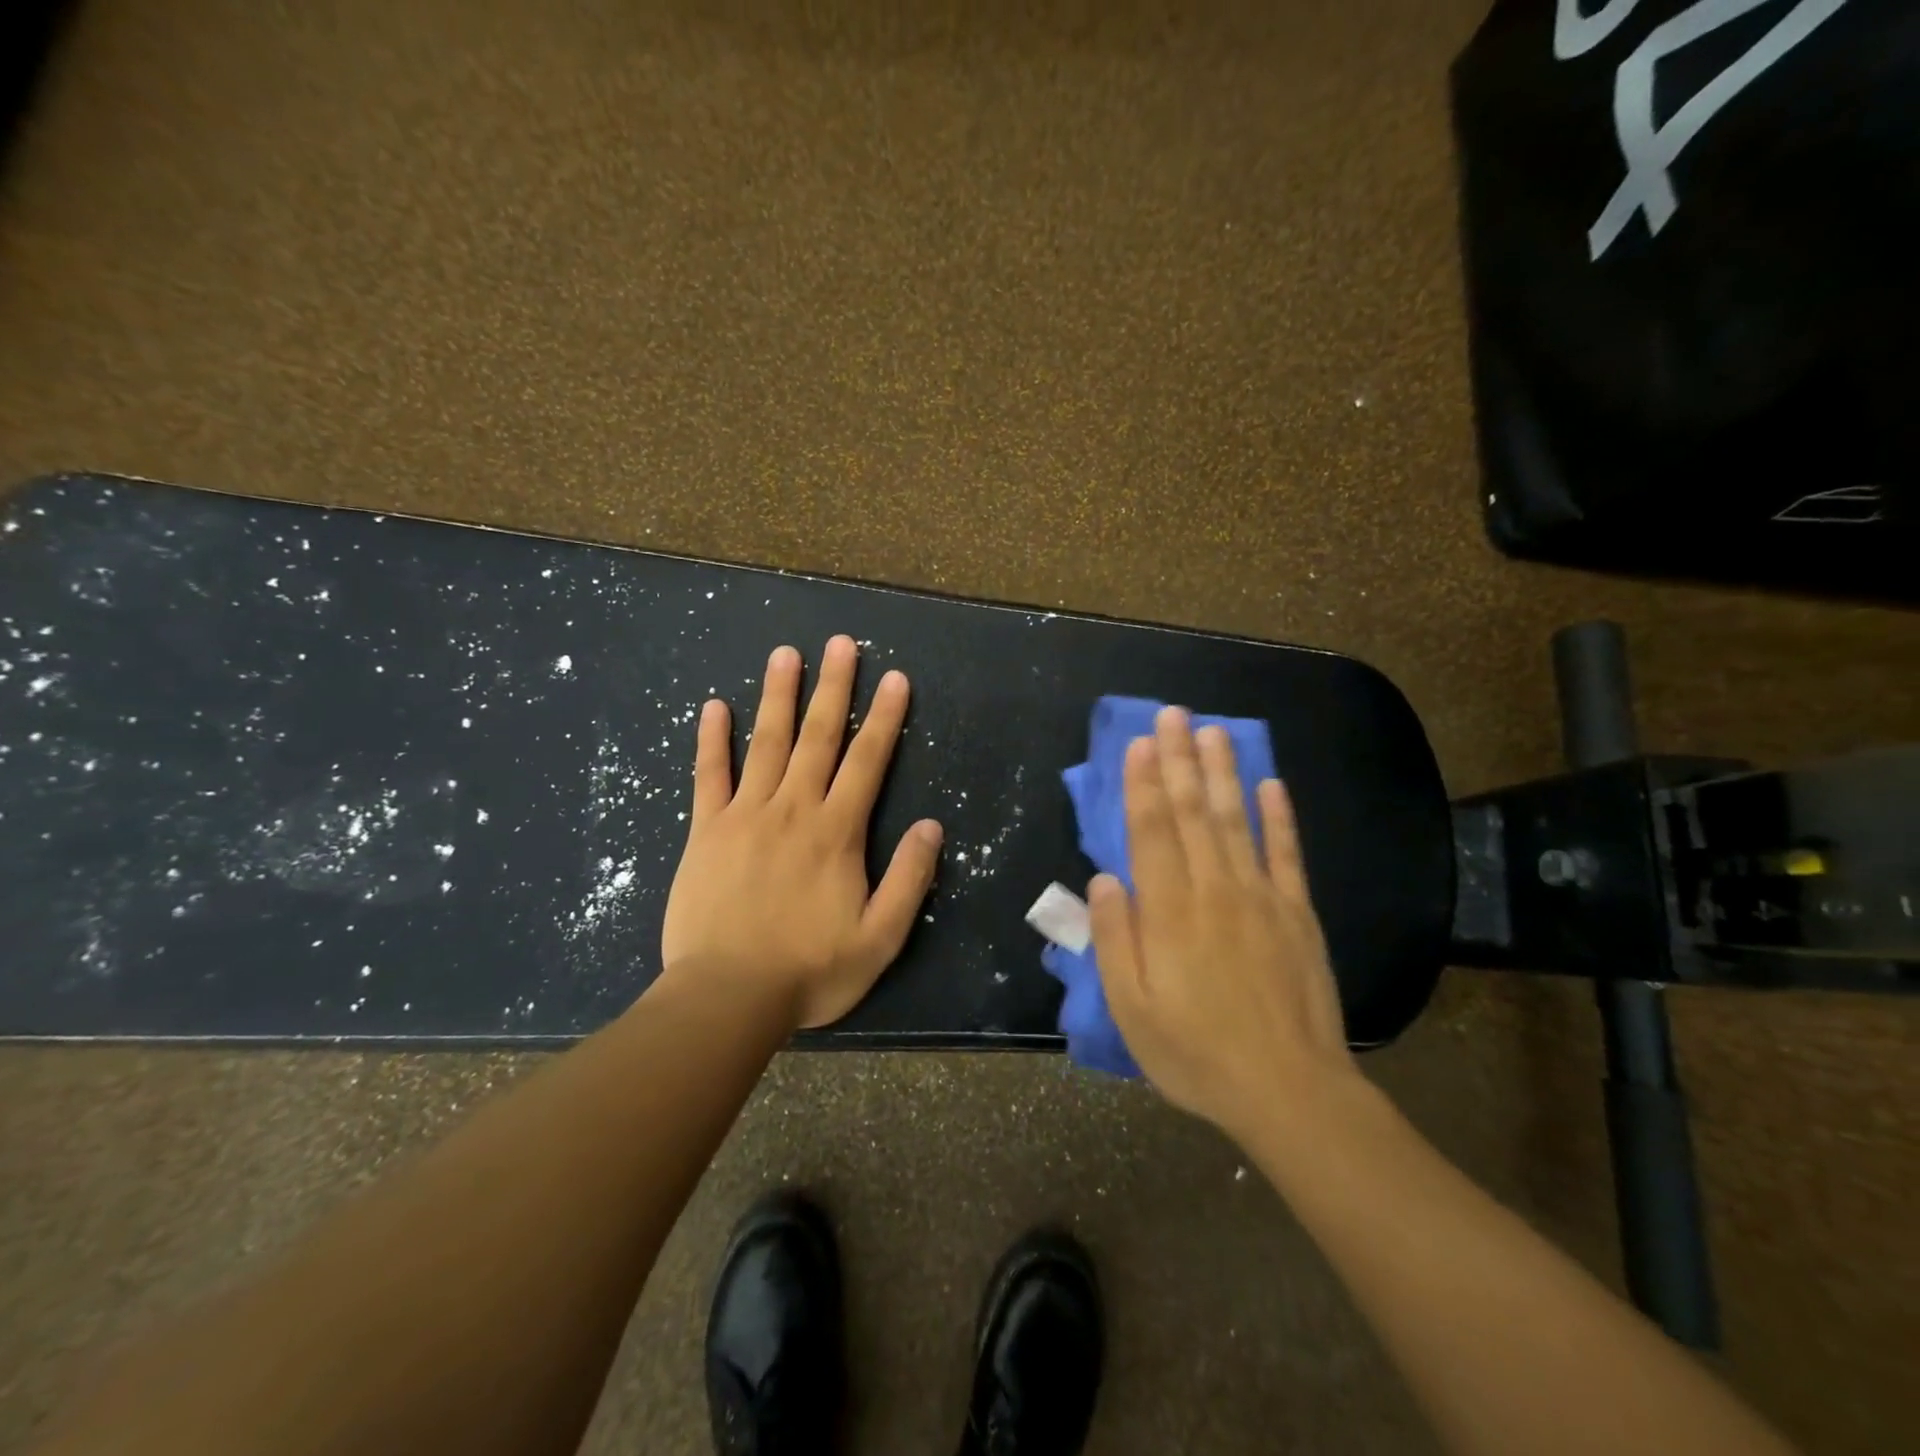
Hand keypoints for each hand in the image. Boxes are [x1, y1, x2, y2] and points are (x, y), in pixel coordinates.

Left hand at [660, 635, 943, 1028]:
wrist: (727, 998)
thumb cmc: (810, 970)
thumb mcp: (881, 938)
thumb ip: (910, 879)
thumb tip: (932, 826)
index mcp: (837, 831)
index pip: (868, 761)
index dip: (884, 717)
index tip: (894, 678)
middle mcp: (793, 809)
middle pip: (818, 737)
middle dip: (833, 687)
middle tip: (840, 643)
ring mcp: (745, 815)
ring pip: (766, 743)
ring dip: (777, 696)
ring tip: (785, 654)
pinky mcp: (706, 831)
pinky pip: (709, 775)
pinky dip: (712, 739)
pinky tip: (713, 707)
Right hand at [1089, 706, 1356, 1139]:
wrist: (1290, 1091)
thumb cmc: (1196, 1053)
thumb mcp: (1132, 1009)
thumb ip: (1115, 939)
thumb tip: (1104, 879)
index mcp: (1170, 912)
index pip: (1151, 832)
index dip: (1143, 784)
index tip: (1140, 742)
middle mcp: (1215, 890)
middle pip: (1192, 813)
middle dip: (1179, 760)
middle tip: (1173, 714)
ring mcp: (1262, 897)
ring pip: (1236, 821)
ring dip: (1222, 773)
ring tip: (1213, 731)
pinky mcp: (1297, 913)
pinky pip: (1287, 854)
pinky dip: (1279, 816)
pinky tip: (1271, 785)